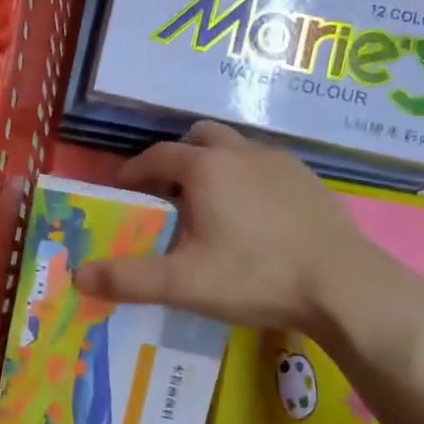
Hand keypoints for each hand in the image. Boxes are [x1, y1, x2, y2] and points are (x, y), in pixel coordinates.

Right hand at [74, 122, 395, 339]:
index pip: (156, 155)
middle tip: (169, 194)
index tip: (123, 189)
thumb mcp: (183, 283)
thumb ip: (128, 278)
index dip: (134, 171)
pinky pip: (266, 167)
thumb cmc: (255, 276)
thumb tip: (78, 275)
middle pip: (199, 138)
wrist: (344, 285)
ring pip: (236, 150)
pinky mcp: (310, 180)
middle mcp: (241, 153)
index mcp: (205, 169)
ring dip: (215, 166)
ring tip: (211, 206)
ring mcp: (281, 163)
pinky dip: (249, 180)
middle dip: (177, 158)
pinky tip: (255, 218)